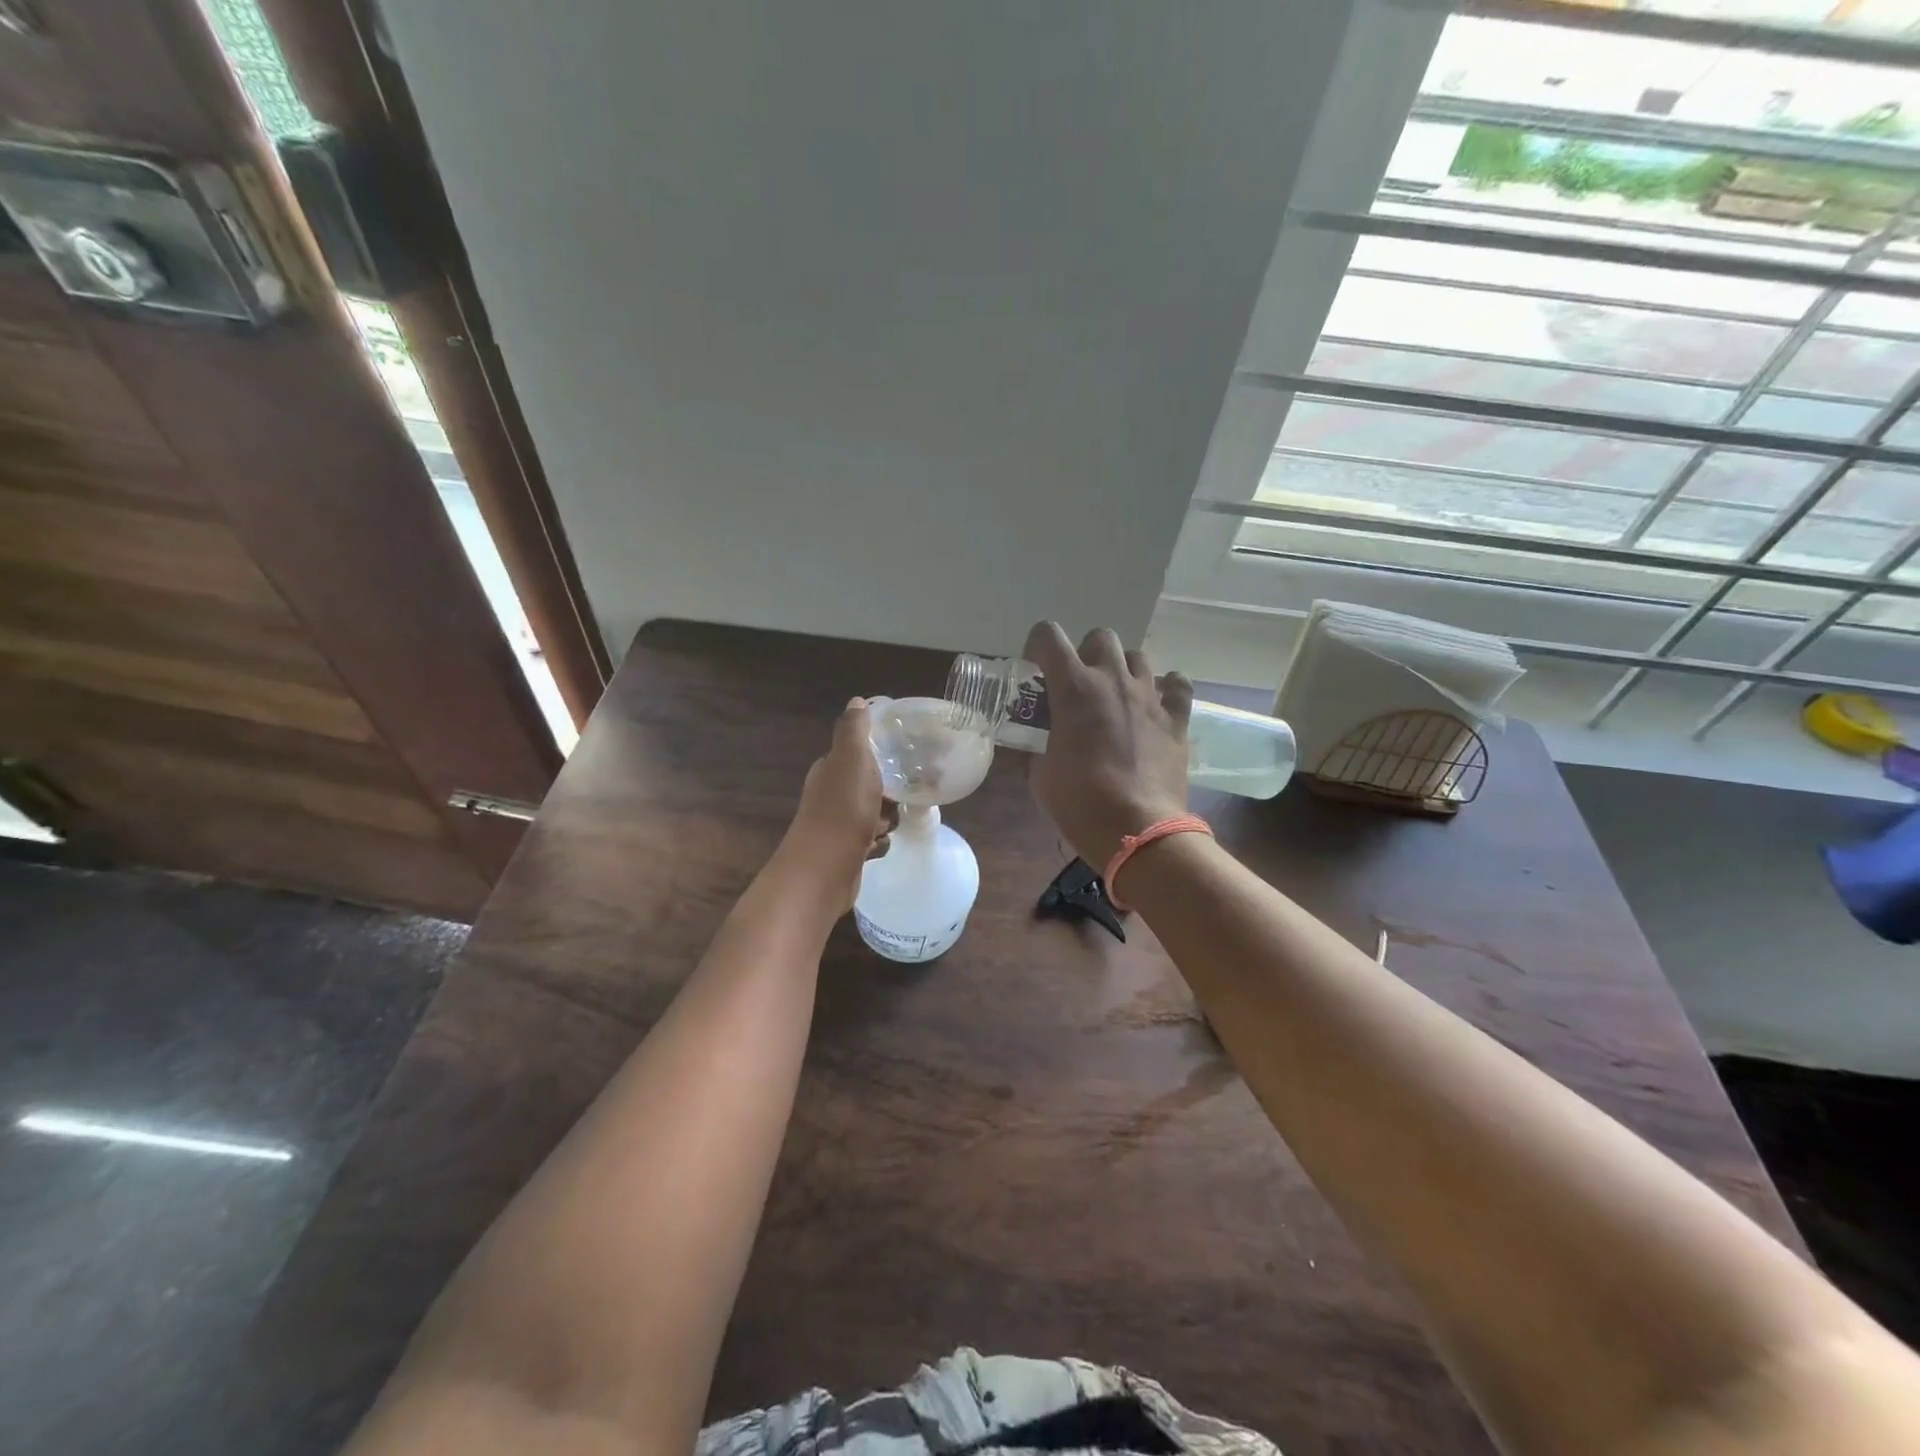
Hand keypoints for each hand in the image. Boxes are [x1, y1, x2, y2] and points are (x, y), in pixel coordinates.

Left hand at [780, 698, 898, 913]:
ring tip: (888, 825)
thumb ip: (854, 730)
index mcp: (830, 769)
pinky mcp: (845, 851)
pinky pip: (872, 841)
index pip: (858, 754)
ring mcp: (837, 824)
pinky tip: (879, 846)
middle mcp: (830, 794)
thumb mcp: (852, 759)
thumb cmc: (843, 809)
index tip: (904, 759)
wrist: (825, 869)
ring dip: (886, 820)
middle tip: (904, 795)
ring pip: (874, 814)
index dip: (881, 755)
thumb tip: (856, 700)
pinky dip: (879, 844)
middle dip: (889, 792)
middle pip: (870, 785)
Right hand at [1022, 622, 1191, 869]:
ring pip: (1138, 656)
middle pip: (1100, 637)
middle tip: (1080, 686)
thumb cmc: (1081, 803)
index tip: (1036, 669)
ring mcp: (1150, 696)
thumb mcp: (1042, 775)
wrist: (1138, 830)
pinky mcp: (1177, 718)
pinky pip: (1177, 685)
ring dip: (1123, 670)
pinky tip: (1157, 704)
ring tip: (1117, 696)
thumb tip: (1047, 745)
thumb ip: (1042, 746)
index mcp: (1073, 689)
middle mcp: (1112, 680)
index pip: (1049, 636)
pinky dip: (1167, 688)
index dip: (1037, 646)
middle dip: (1086, 654)